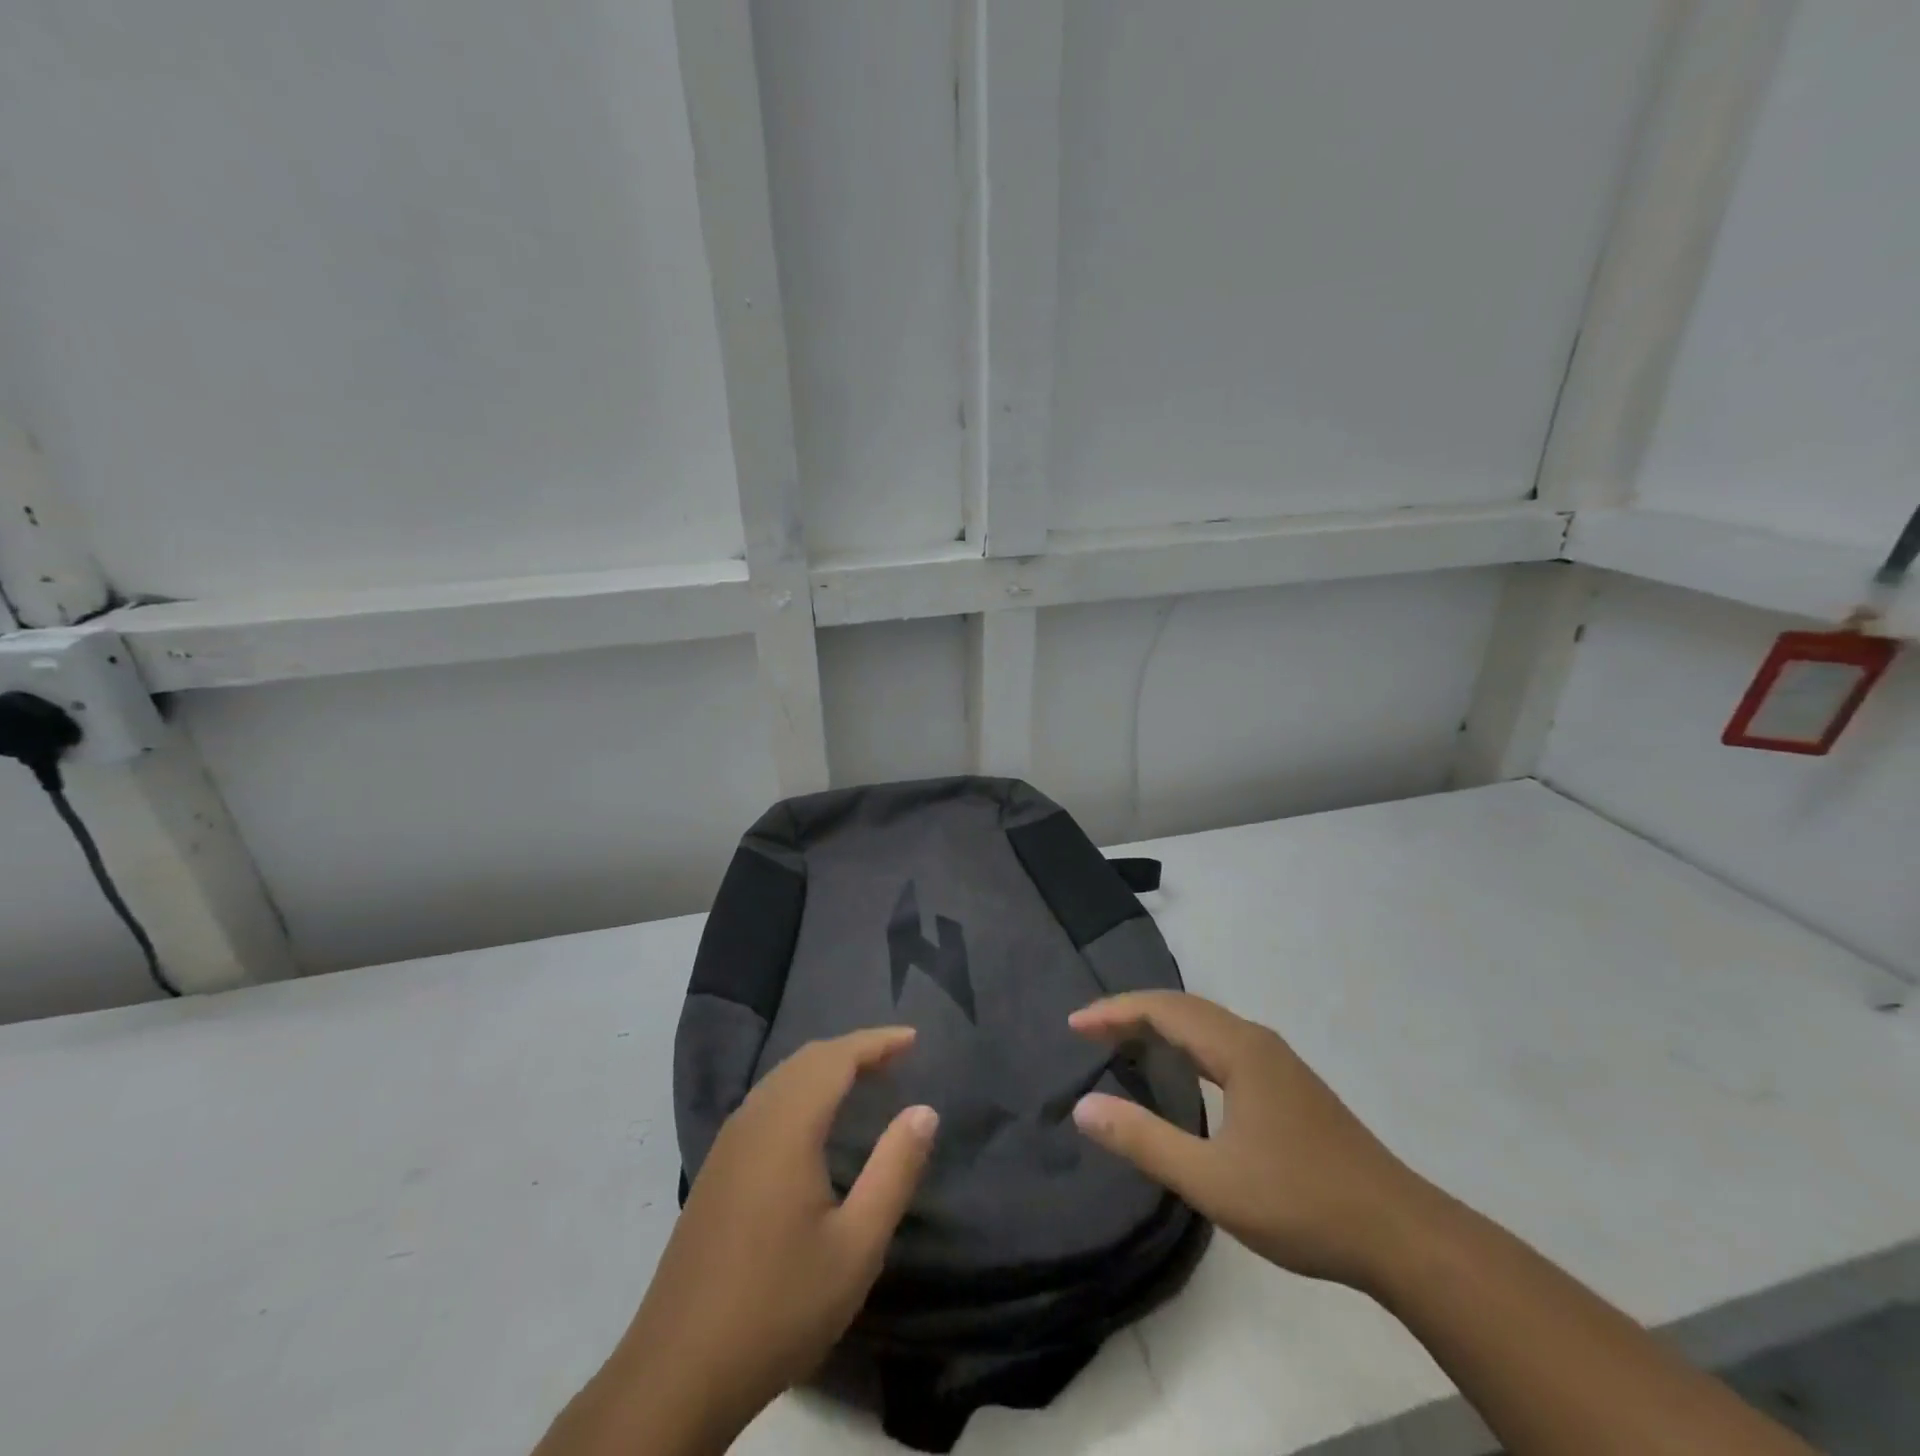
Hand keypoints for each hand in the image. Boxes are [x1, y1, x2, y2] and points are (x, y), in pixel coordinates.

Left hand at [544, 1029, 937, 1455]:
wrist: (678, 1373)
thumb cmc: (779, 1305)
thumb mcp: (856, 1246)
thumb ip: (894, 1171)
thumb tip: (924, 1110)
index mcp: (787, 1127)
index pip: (836, 1058)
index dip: (877, 1042)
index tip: (914, 1038)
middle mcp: (753, 1120)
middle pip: (806, 1059)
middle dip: (854, 1050)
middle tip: (897, 1057)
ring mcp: (728, 1144)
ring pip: (782, 1078)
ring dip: (826, 1068)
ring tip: (865, 1079)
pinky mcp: (717, 1169)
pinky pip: (766, 1102)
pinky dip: (801, 1089)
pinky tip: (815, 1121)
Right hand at [1070, 991, 1431, 1289]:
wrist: (1400, 1234)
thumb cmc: (1301, 1202)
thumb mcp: (1212, 1181)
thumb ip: (1145, 1141)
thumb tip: (1083, 1107)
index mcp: (1239, 1049)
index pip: (1164, 1010)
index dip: (1115, 1012)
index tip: (1074, 1024)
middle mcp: (1257, 1041)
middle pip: (1183, 1008)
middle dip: (1132, 1012)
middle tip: (1089, 1030)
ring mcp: (1278, 1061)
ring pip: (1206, 1024)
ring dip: (1160, 1024)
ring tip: (1122, 1040)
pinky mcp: (1289, 1084)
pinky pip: (1222, 1042)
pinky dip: (1186, 1042)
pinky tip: (1181, 1068)